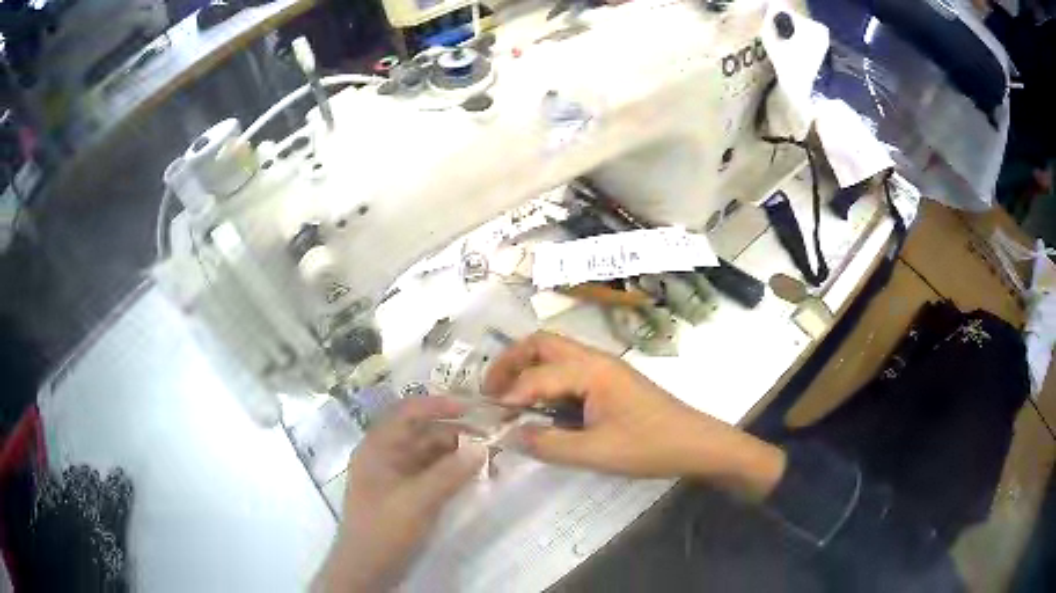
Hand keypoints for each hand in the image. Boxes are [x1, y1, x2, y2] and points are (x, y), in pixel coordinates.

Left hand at [317, 397, 486, 592]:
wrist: (367, 569)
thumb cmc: (384, 529)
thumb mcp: (418, 500)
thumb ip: (449, 473)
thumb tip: (482, 447)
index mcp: (378, 447)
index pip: (408, 412)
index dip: (439, 405)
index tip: (473, 407)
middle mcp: (385, 455)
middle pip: (422, 433)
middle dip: (455, 432)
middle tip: (491, 437)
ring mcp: (395, 476)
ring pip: (429, 455)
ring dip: (456, 454)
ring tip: (488, 458)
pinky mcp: (405, 495)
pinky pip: (430, 474)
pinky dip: (451, 472)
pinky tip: (472, 476)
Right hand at [484, 332, 784, 496]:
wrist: (696, 443)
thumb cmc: (649, 446)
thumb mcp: (595, 452)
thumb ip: (548, 444)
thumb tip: (510, 435)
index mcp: (591, 370)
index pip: (536, 376)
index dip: (509, 396)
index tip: (490, 419)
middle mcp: (595, 359)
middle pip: (542, 344)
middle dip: (511, 363)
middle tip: (491, 392)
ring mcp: (605, 368)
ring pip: (556, 354)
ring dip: (528, 369)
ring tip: (510, 399)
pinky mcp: (611, 381)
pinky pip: (569, 370)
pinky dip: (547, 381)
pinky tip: (543, 407)